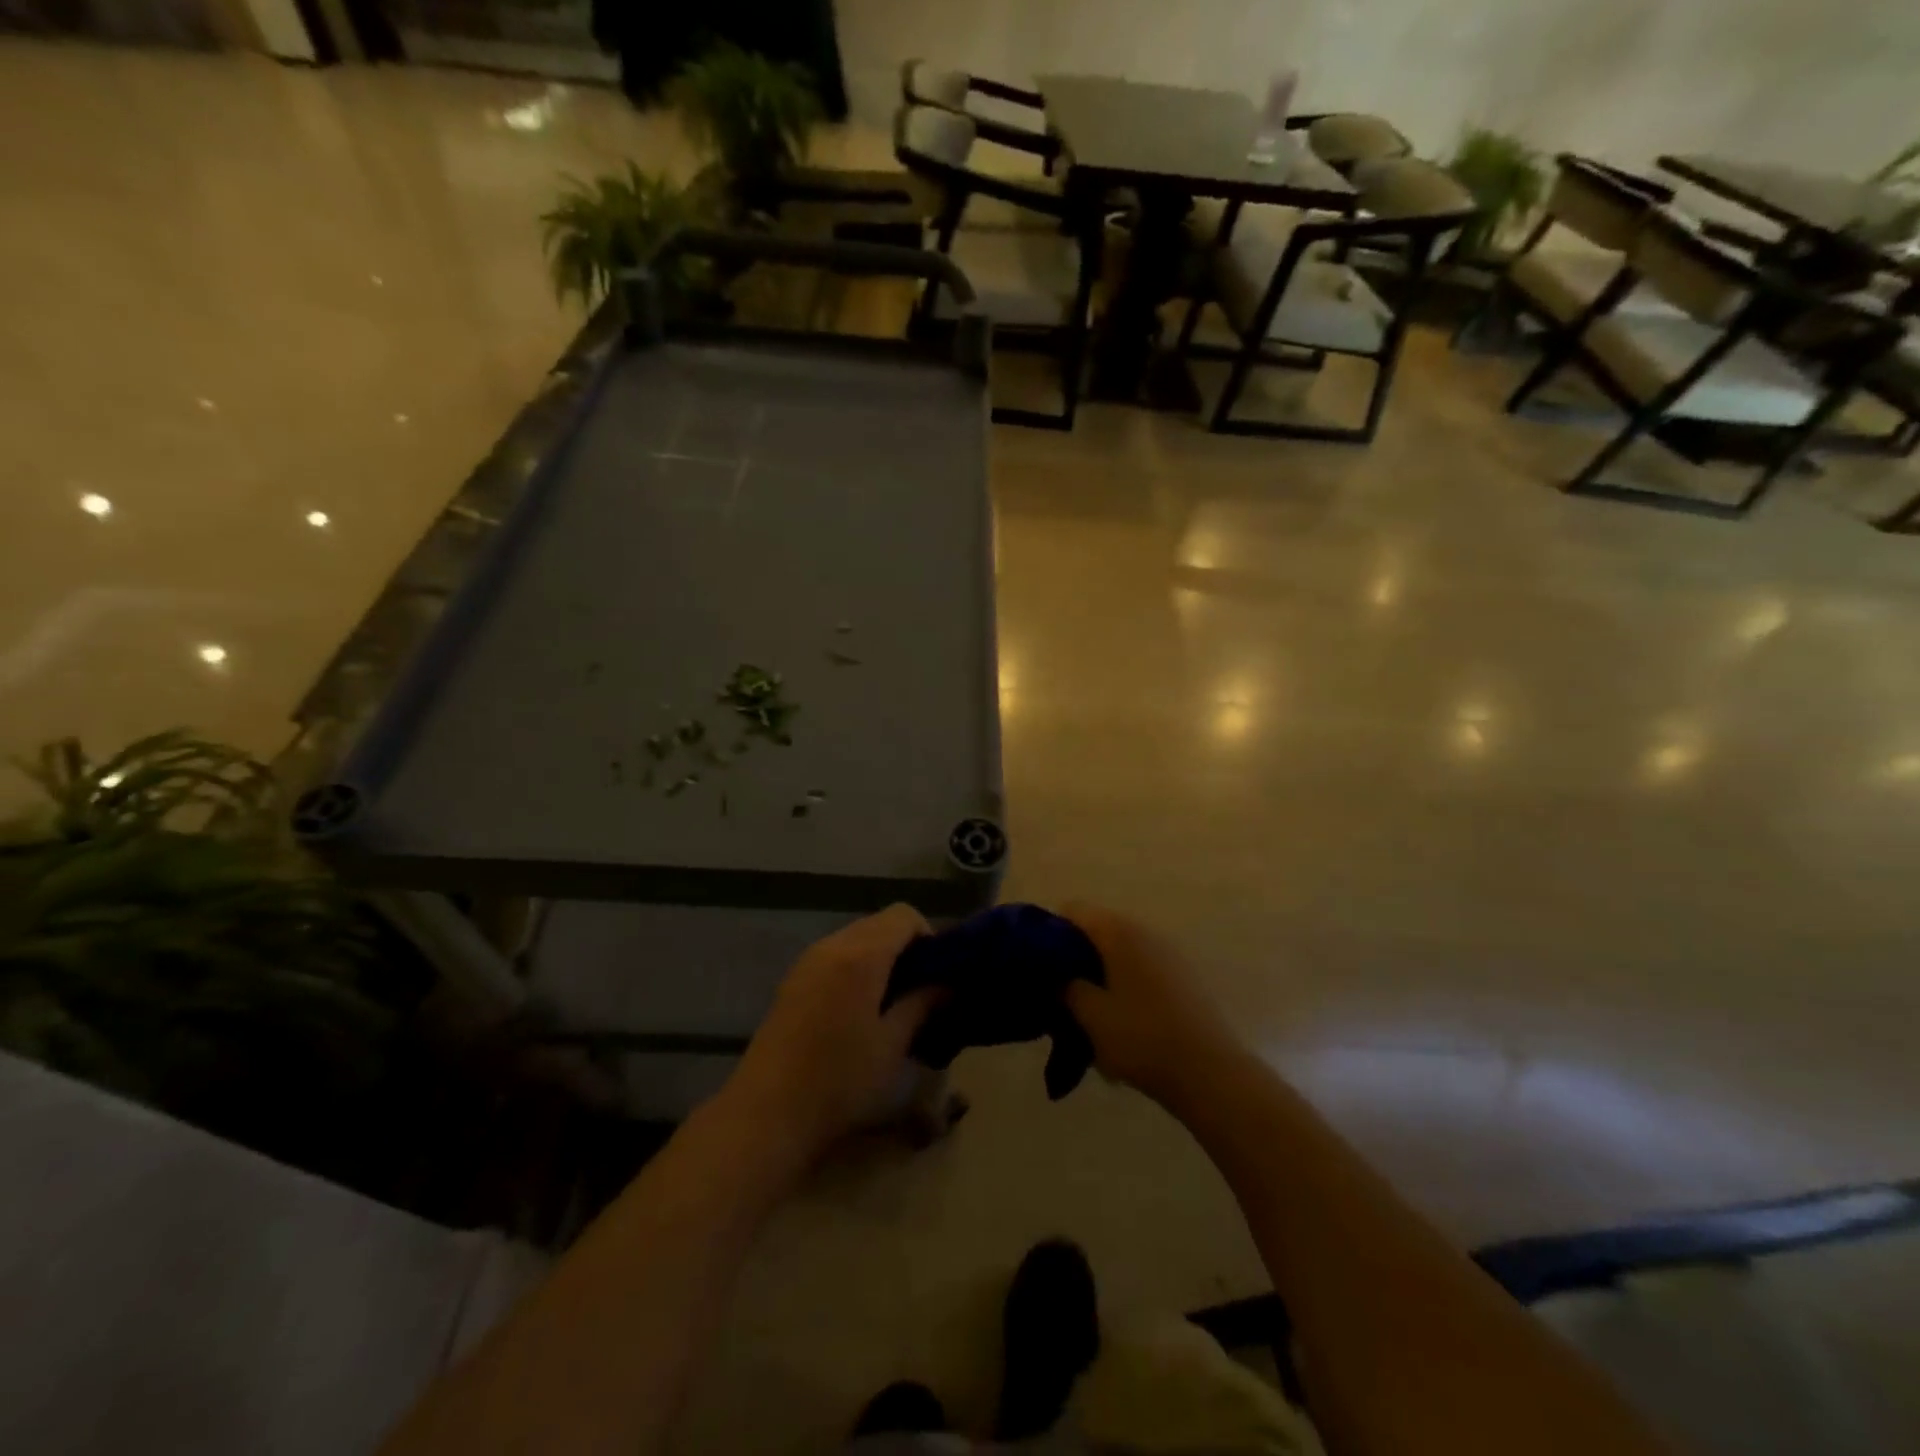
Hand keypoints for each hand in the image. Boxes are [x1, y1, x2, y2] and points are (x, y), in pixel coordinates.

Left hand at [724, 904, 940, 1163]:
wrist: (766, 1113)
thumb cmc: (839, 1080)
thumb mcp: (892, 1045)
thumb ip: (922, 1004)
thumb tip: (946, 984)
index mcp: (861, 954)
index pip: (903, 915)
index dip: (927, 936)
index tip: (937, 973)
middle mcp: (832, 945)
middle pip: (878, 923)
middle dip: (904, 948)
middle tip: (920, 991)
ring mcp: (807, 961)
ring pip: (855, 939)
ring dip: (879, 959)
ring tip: (891, 1004)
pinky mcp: (792, 981)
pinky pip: (834, 956)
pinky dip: (855, 969)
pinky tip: (858, 1012)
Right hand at [1061, 903, 1241, 1105]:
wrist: (1211, 1074)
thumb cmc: (1142, 1038)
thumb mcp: (1089, 1015)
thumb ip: (1066, 987)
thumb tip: (1058, 975)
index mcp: (1118, 932)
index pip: (1073, 910)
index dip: (1050, 932)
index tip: (1038, 965)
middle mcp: (1145, 932)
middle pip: (1098, 933)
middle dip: (1076, 960)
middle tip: (1061, 996)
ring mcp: (1169, 955)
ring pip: (1120, 957)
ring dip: (1102, 979)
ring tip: (1091, 1019)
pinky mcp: (1184, 980)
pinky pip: (1142, 974)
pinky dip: (1126, 991)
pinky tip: (1123, 1029)